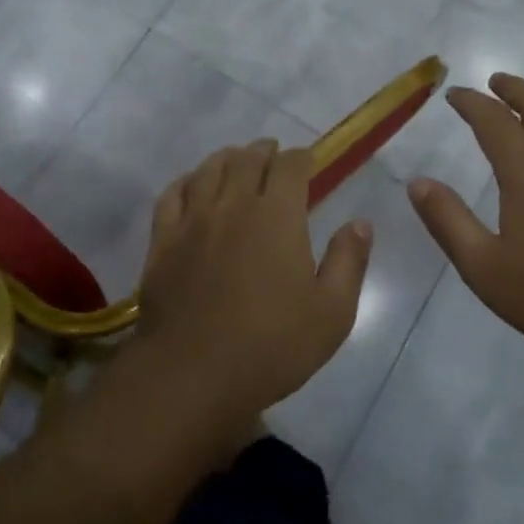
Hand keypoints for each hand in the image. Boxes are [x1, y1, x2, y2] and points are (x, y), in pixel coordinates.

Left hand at [135, 140, 372, 427]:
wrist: (193, 372)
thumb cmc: (272, 345)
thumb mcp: (331, 312)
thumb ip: (348, 261)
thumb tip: (360, 223)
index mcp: (277, 215)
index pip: (290, 165)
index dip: (300, 157)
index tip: (307, 161)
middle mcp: (233, 204)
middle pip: (247, 159)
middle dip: (264, 151)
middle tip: (272, 155)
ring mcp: (193, 220)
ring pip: (208, 169)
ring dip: (227, 158)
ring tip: (236, 160)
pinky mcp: (163, 240)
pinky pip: (172, 195)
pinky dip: (186, 181)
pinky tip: (192, 185)